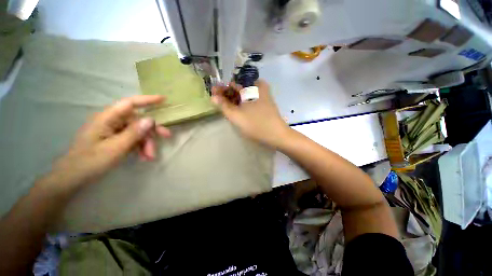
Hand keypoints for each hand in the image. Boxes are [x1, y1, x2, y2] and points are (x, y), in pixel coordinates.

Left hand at [53, 95, 171, 184]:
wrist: (73, 178)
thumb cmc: (90, 161)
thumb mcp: (115, 148)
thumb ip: (134, 133)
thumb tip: (151, 119)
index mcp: (107, 118)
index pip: (130, 103)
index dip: (147, 100)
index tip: (163, 99)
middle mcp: (111, 121)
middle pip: (138, 121)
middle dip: (151, 131)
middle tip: (167, 136)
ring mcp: (113, 131)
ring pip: (138, 132)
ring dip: (147, 143)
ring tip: (150, 157)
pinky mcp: (115, 139)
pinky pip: (133, 139)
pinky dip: (140, 147)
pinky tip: (144, 157)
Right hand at [211, 80, 290, 147]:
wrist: (277, 135)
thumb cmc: (256, 125)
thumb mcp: (237, 116)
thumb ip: (224, 105)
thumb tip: (213, 97)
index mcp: (252, 86)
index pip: (233, 84)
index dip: (222, 88)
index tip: (213, 93)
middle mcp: (259, 88)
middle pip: (239, 89)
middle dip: (227, 94)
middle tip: (217, 101)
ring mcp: (263, 96)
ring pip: (244, 95)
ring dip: (234, 100)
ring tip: (224, 106)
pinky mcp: (265, 104)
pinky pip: (250, 101)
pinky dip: (242, 104)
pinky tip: (236, 109)